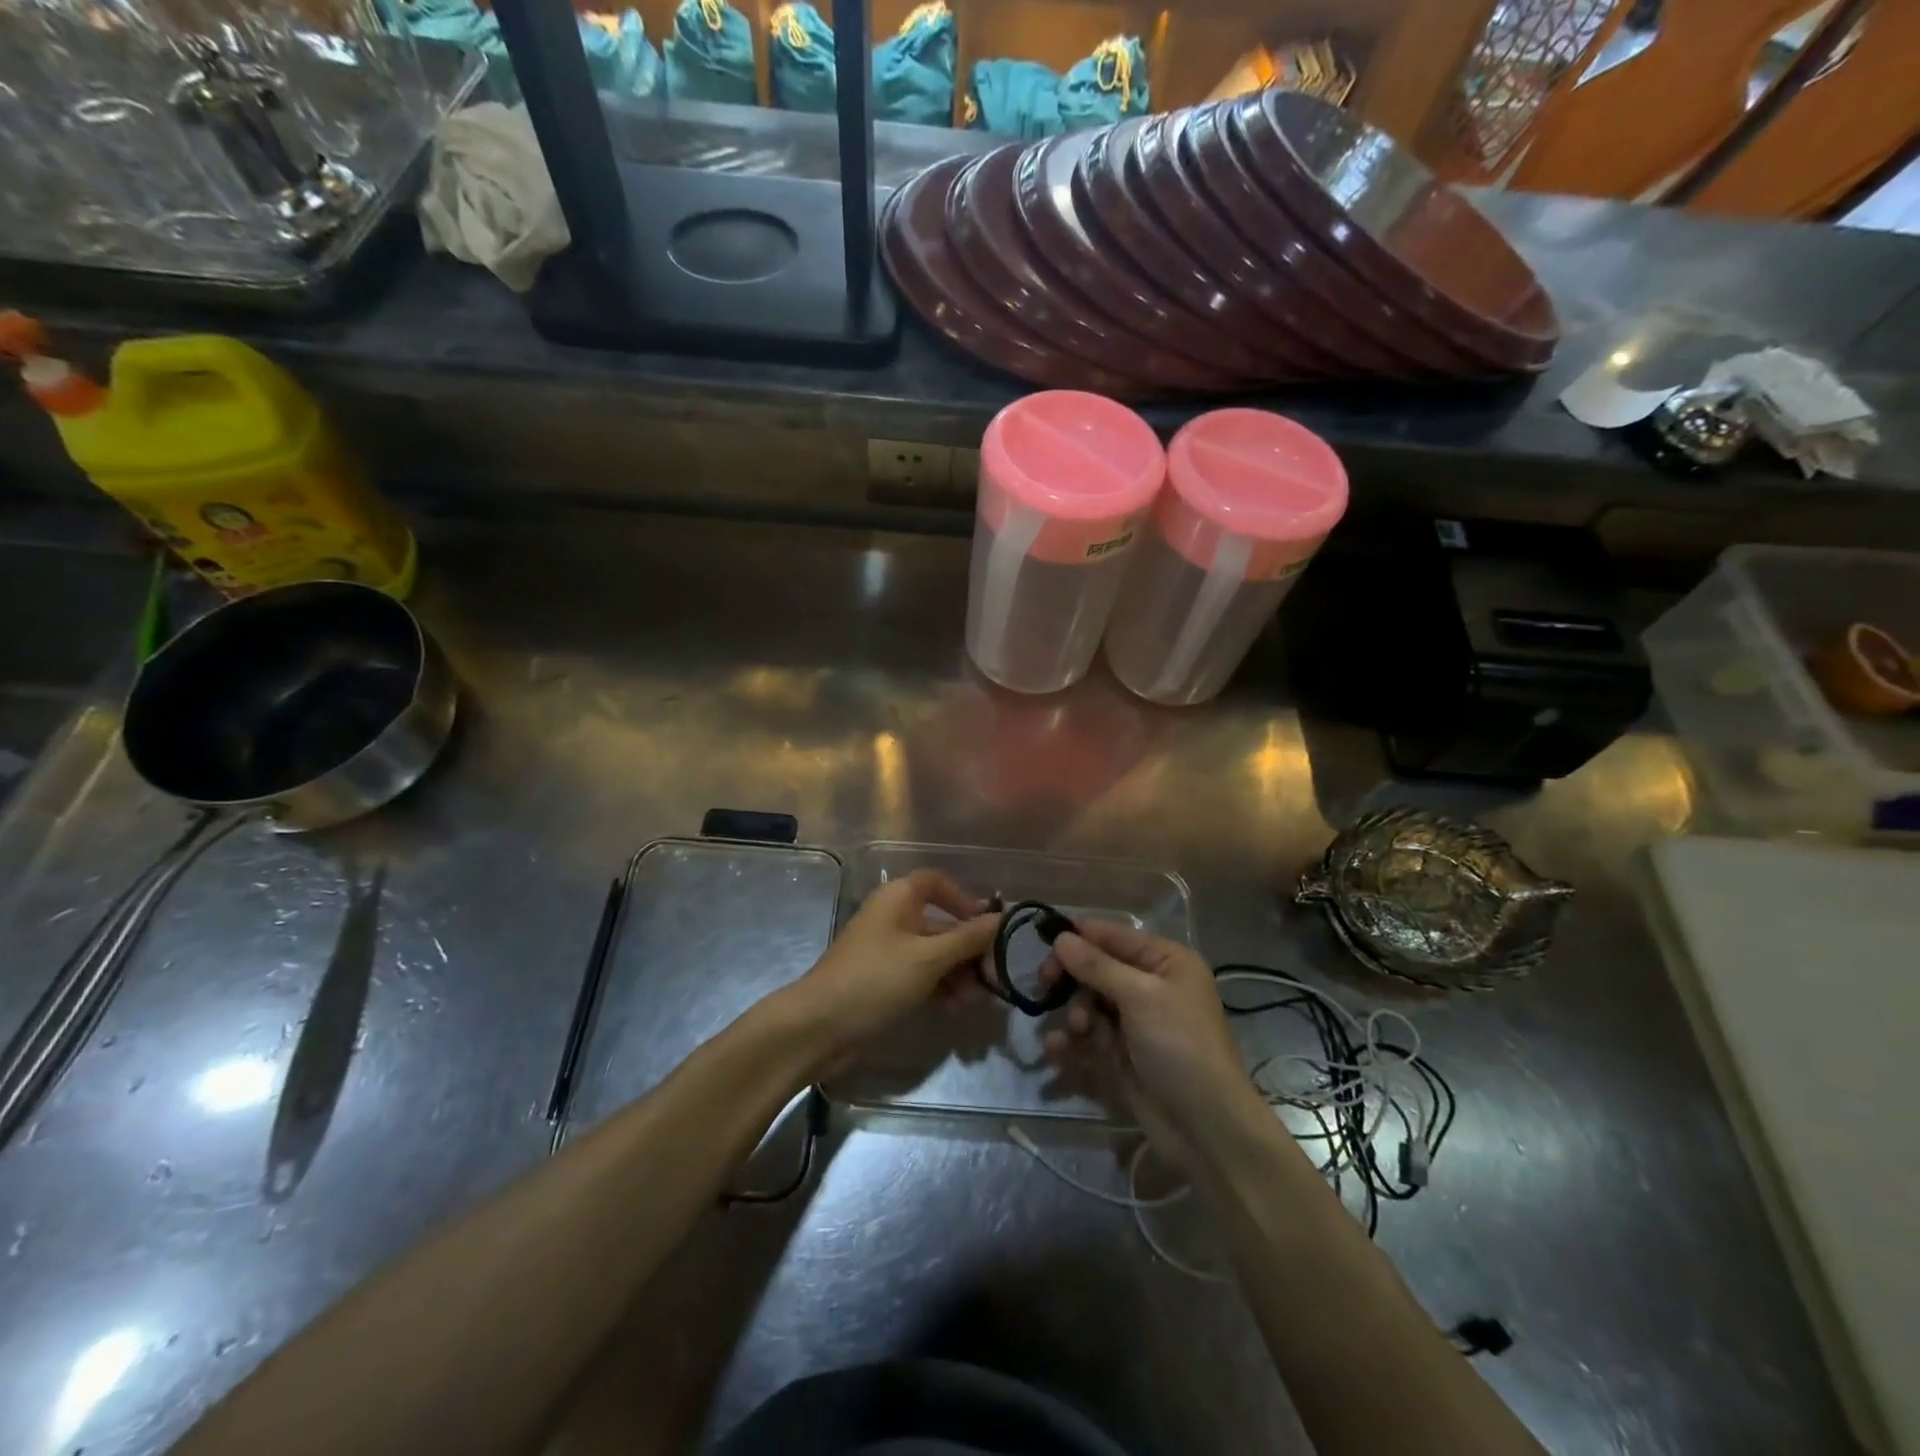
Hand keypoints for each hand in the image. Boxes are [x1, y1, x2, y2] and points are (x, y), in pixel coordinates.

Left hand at [785, 870, 999, 1073]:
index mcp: (899, 898)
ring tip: (974, 1002)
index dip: (965, 899)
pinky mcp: (884, 980)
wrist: (818, 1027)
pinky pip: (921, 975)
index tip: (988, 926)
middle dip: (968, 949)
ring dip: (958, 973)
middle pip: (942, 923)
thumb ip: (968, 938)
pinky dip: (940, 987)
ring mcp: (888, 951)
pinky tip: (956, 1009)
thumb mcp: (928, 958)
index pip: (937, 883)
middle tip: (992, 977)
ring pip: (934, 954)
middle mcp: (894, 917)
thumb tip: (1002, 918)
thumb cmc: (875, 980)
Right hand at [1040, 921, 1259, 1151]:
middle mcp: (1151, 986)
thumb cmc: (1180, 1045)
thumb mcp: (1140, 997)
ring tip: (1076, 1030)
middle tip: (1046, 986)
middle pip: (1098, 969)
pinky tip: (1056, 1050)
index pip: (1114, 936)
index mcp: (1166, 962)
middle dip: (1074, 980)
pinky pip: (1089, 1038)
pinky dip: (1072, 1042)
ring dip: (1075, 1014)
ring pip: (1090, 1004)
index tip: (1043, 942)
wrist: (1206, 1127)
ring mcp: (1136, 1023)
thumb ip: (1097, 966)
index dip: (1079, 937)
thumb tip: (1060, 938)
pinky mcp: (1123, 1056)